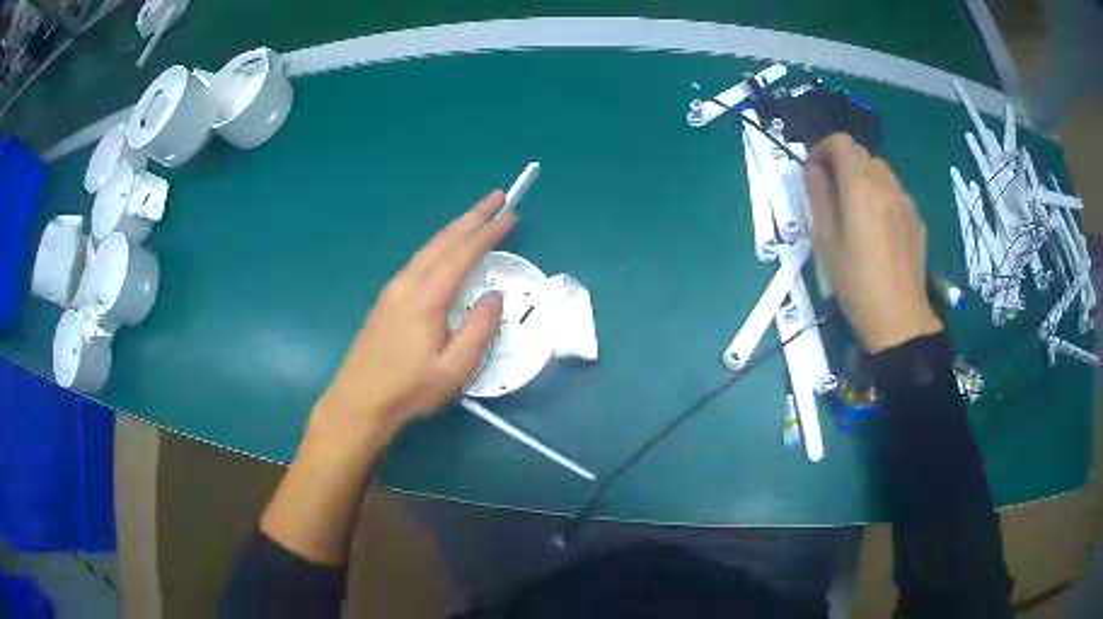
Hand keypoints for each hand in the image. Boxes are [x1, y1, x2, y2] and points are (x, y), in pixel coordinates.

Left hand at [312, 191, 515, 442]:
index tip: (509, 215)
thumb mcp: (453, 369)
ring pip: (428, 248)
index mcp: (427, 298)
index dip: (487, 232)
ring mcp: (393, 290)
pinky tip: (443, 250)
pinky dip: (438, 246)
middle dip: (472, 217)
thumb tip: (495, 296)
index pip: (462, 255)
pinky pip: (417, 260)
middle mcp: (408, 284)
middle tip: (496, 198)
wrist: (358, 400)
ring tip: (475, 217)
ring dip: (454, 229)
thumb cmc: (408, 389)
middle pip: (443, 241)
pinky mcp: (386, 299)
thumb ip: (478, 330)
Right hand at [804, 134, 941, 352]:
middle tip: (834, 192)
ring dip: (864, 176)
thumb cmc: (856, 284)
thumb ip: (818, 197)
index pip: (841, 142)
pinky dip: (882, 193)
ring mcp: (905, 201)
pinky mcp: (916, 218)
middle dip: (843, 163)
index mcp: (860, 187)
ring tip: (858, 207)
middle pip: (862, 152)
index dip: (824, 149)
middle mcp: (885, 185)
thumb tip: (813, 168)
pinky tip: (880, 225)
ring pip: (882, 169)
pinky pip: (896, 190)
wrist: (899, 319)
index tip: (816, 172)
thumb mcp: (826, 242)